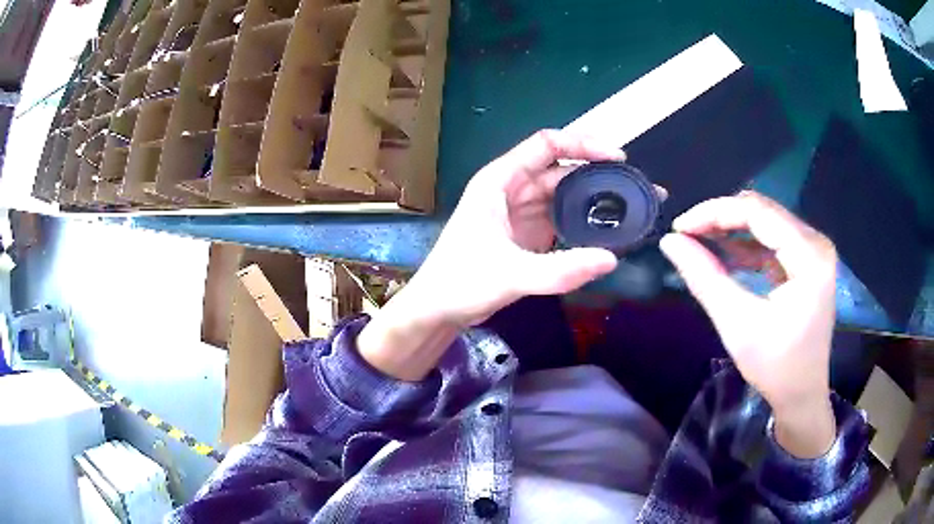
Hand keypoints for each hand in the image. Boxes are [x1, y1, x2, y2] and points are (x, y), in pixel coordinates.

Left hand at [412, 129, 626, 325]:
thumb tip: (611, 260)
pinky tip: (608, 231)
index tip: (618, 158)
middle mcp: (512, 190)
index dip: (583, 145)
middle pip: (561, 169)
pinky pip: (562, 219)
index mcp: (500, 181)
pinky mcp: (528, 235)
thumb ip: (559, 269)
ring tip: (631, 208)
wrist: (437, 311)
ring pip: (564, 195)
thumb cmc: (460, 283)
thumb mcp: (509, 274)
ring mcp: (521, 213)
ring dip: (595, 199)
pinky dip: (584, 222)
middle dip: (598, 174)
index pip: (546, 145)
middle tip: (636, 188)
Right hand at [659, 191, 836, 457]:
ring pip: (765, 221)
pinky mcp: (807, 260)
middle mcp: (816, 243)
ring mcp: (813, 250)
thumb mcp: (737, 325)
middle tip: (686, 234)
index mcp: (809, 257)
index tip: (680, 227)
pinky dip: (745, 243)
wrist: (802, 394)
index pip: (758, 213)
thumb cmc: (775, 367)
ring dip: (731, 228)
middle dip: (721, 218)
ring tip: (699, 241)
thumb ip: (705, 279)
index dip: (715, 212)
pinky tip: (723, 253)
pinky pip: (771, 238)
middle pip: (763, 212)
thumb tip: (670, 242)